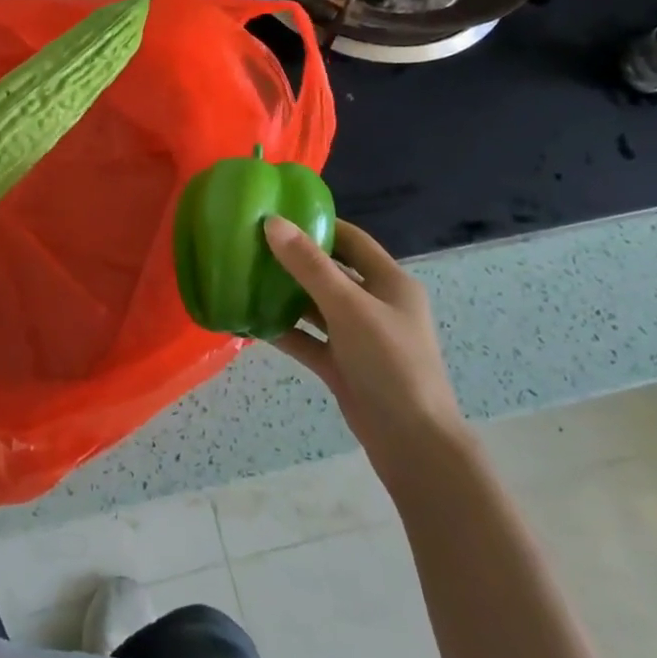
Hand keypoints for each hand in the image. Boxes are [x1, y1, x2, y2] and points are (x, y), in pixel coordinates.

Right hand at [263, 217, 469, 488]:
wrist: (412, 443)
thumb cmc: (390, 363)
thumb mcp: (348, 307)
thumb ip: (309, 266)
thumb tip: (273, 222)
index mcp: (390, 283)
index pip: (352, 240)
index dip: (319, 224)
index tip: (278, 214)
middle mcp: (375, 305)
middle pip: (331, 272)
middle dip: (294, 259)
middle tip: (251, 244)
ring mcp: (358, 337)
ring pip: (316, 306)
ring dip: (285, 295)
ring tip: (244, 277)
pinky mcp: (342, 365)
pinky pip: (308, 339)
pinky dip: (284, 330)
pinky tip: (250, 321)